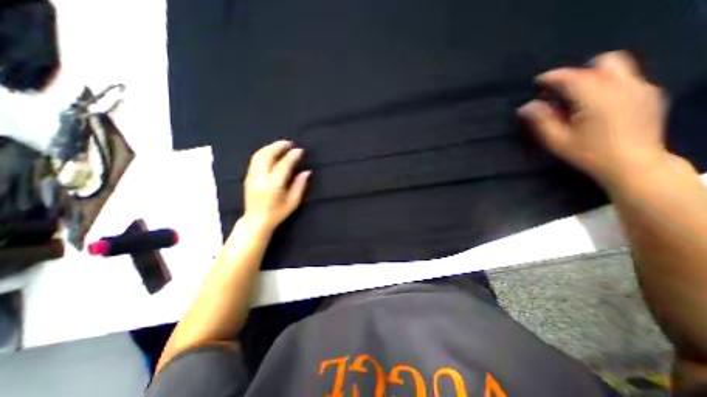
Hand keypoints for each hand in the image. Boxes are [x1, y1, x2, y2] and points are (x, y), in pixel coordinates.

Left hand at [243, 139, 309, 229]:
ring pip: (259, 155)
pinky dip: (265, 152)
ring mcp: (252, 176)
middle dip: (279, 146)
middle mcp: (260, 178)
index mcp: (273, 185)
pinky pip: (255, 159)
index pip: (284, 165)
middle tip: (290, 143)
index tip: (300, 150)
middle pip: (267, 155)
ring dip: (271, 147)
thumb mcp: (293, 202)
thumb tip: (307, 172)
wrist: (256, 221)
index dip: (293, 156)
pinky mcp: (248, 176)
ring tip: (281, 145)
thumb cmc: (277, 213)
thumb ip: (300, 185)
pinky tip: (272, 152)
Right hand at [519, 50, 672, 189]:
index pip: (571, 77)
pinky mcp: (649, 94)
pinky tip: (595, 102)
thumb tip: (526, 106)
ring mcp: (640, 87)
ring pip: (616, 67)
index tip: (537, 82)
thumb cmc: (589, 154)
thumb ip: (541, 120)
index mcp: (597, 98)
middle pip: (599, 63)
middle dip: (575, 73)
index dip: (551, 77)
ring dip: (592, 75)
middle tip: (558, 91)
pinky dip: (605, 83)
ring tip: (576, 95)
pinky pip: (625, 78)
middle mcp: (622, 85)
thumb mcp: (557, 140)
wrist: (634, 164)